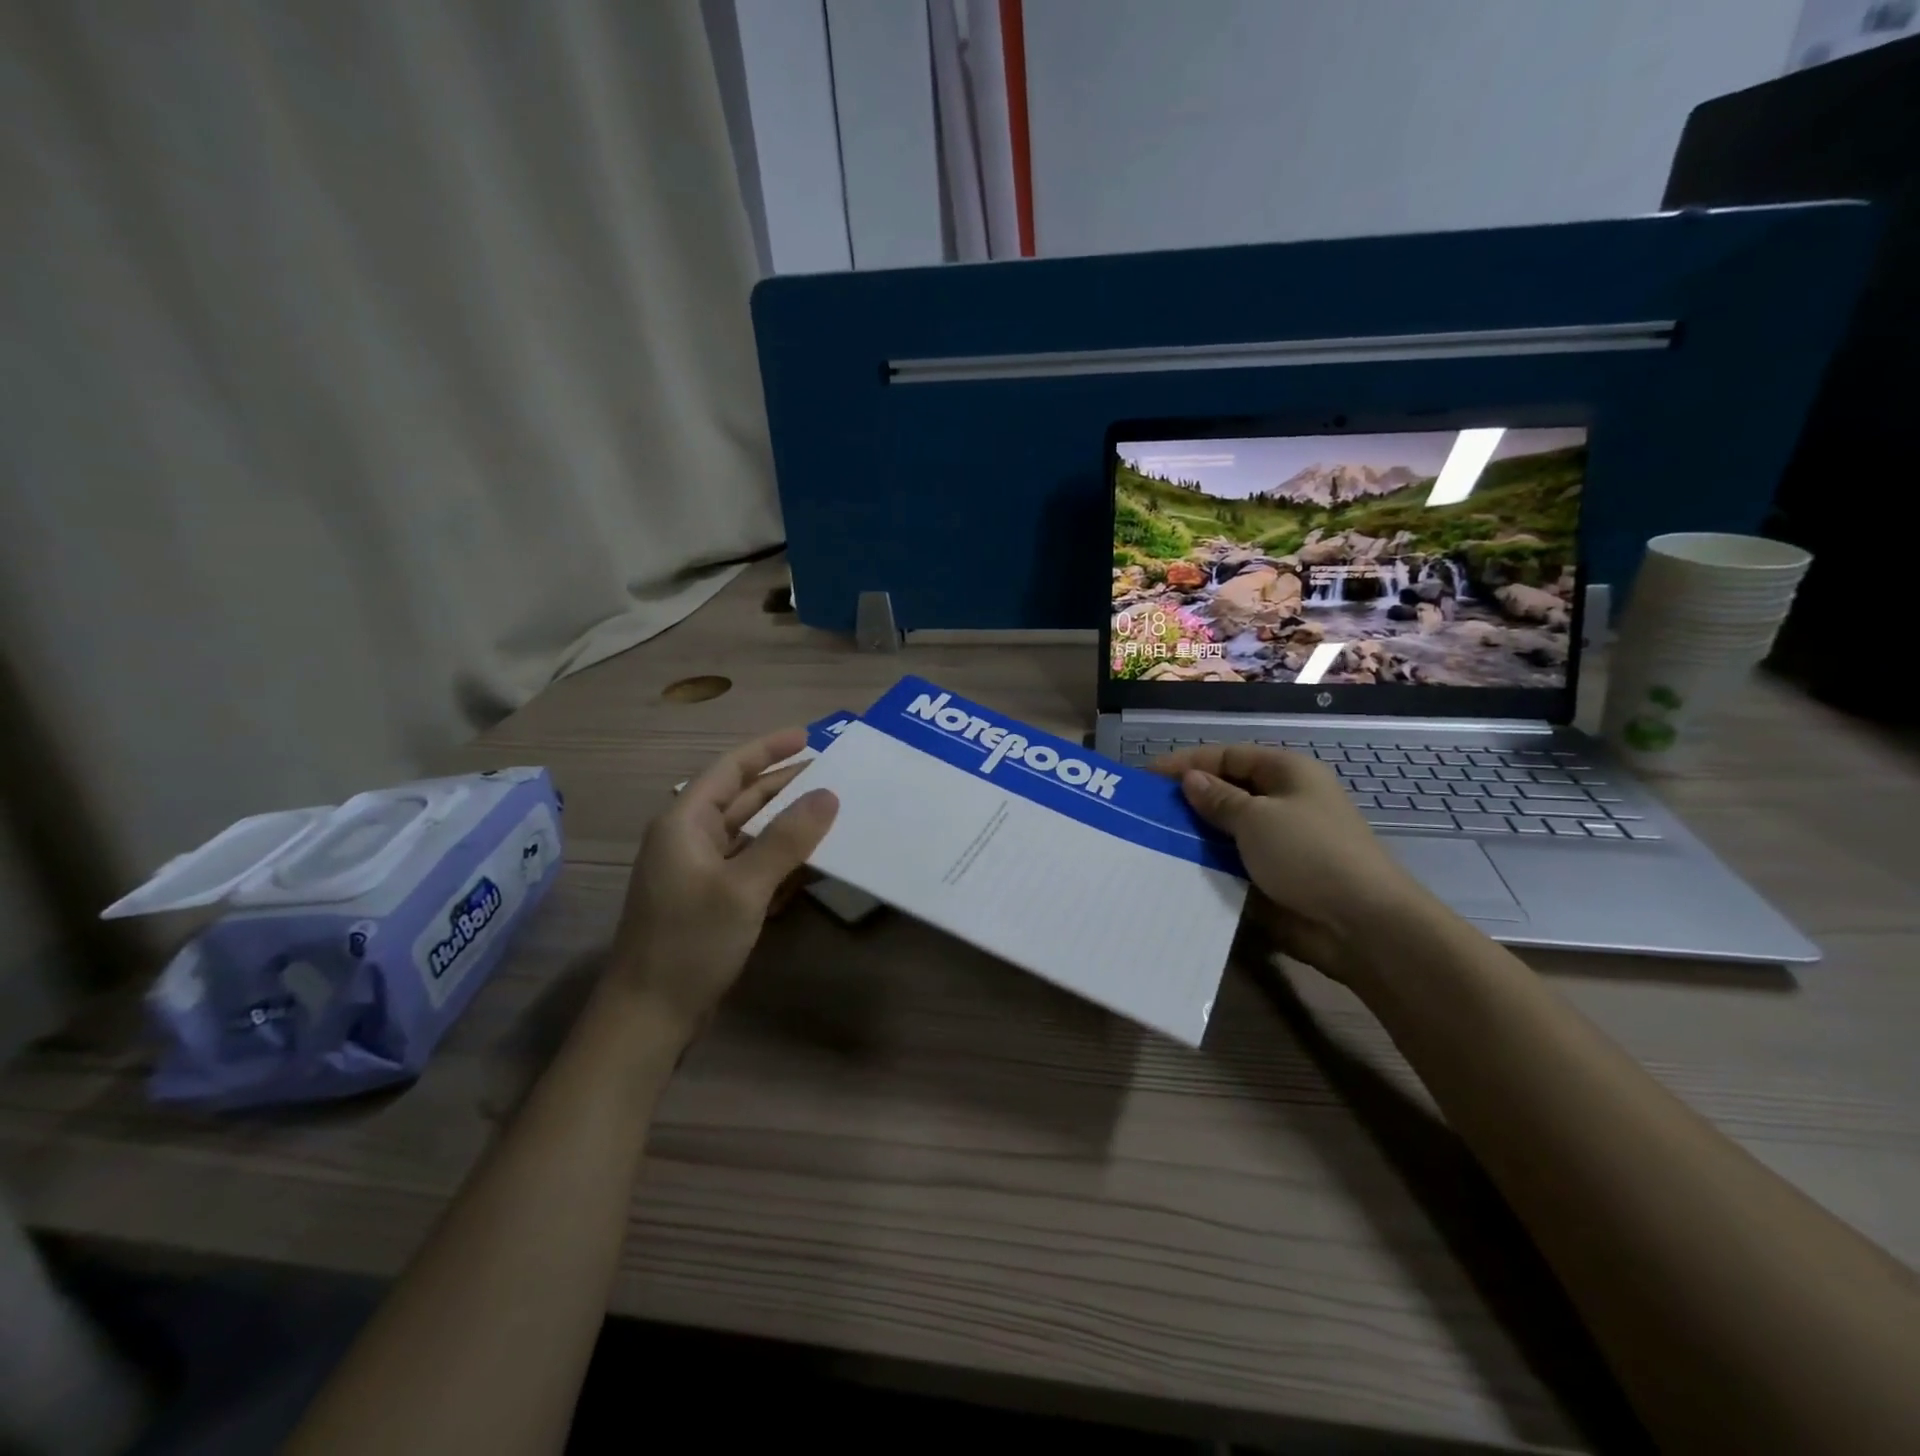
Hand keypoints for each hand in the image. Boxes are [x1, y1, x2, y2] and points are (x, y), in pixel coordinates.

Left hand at [609, 728, 837, 1039]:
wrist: (649, 1016)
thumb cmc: (689, 942)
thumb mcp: (743, 886)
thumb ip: (787, 838)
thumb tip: (828, 794)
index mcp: (685, 822)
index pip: (730, 770)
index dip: (768, 749)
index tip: (807, 735)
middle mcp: (689, 839)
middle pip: (742, 799)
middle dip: (784, 784)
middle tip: (831, 773)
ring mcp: (699, 872)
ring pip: (750, 834)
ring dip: (786, 823)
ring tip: (830, 811)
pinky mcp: (711, 901)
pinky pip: (751, 866)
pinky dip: (779, 859)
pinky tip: (811, 862)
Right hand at [1154, 744, 1431, 979]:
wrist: (1361, 925)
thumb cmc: (1309, 854)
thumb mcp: (1257, 818)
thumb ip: (1218, 799)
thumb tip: (1190, 781)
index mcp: (1287, 773)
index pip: (1227, 756)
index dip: (1186, 763)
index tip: (1145, 776)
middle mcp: (1284, 801)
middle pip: (1227, 790)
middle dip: (1188, 799)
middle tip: (1144, 810)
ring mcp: (1280, 841)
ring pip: (1227, 829)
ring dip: (1195, 834)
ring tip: (1151, 838)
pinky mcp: (1274, 876)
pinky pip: (1233, 862)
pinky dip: (1208, 863)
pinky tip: (1176, 868)